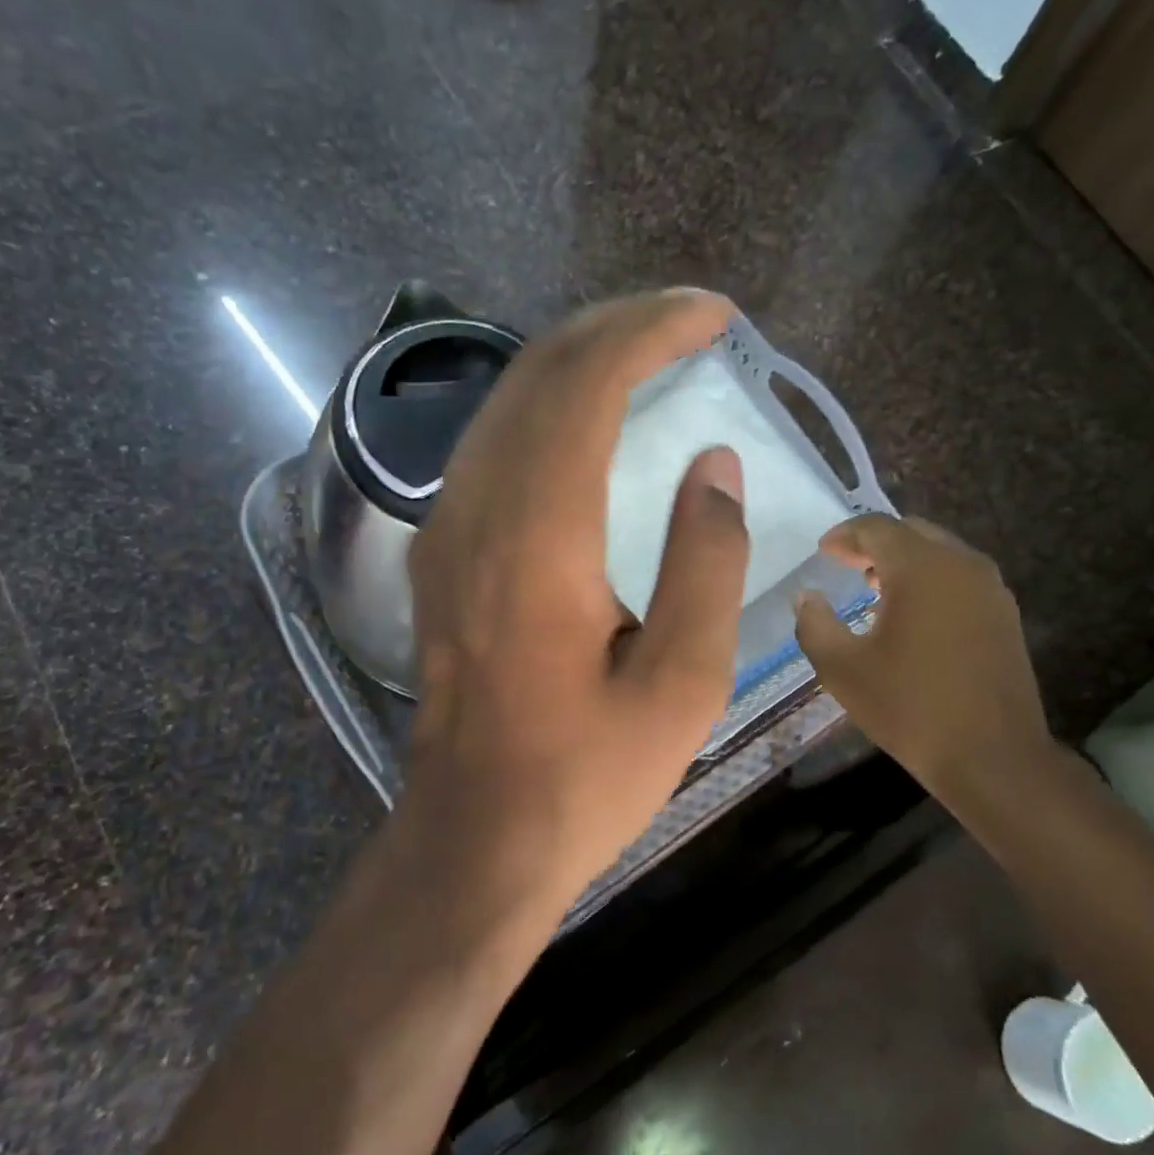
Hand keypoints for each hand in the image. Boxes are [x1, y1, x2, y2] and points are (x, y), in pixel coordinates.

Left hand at [402, 290, 749, 919]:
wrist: (475, 838)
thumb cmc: (586, 773)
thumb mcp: (682, 683)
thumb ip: (705, 561)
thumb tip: (713, 466)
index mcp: (539, 535)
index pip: (587, 382)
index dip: (652, 330)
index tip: (714, 316)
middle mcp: (478, 509)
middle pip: (539, 372)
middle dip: (616, 326)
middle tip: (688, 321)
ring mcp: (446, 528)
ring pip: (507, 400)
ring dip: (578, 358)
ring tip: (647, 353)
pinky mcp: (440, 552)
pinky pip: (492, 443)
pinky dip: (546, 404)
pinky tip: (587, 419)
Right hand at [793, 514, 1061, 816]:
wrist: (992, 756)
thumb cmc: (910, 707)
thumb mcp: (842, 668)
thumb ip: (814, 624)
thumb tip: (806, 596)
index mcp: (921, 567)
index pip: (877, 528)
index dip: (844, 535)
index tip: (822, 551)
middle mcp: (961, 564)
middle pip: (912, 532)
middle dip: (874, 543)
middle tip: (846, 564)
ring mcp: (991, 588)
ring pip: (940, 553)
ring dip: (905, 561)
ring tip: (874, 588)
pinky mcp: (1005, 614)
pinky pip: (960, 577)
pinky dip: (931, 579)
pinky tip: (913, 615)